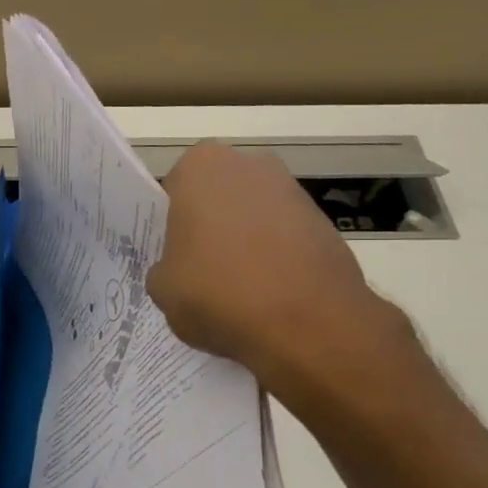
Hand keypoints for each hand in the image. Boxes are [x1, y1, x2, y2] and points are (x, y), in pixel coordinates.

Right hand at [148, 142, 409, 390]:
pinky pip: (285, 239)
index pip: (174, 191)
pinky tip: (270, 296)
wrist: (307, 323)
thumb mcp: (162, 290)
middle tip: (201, 272)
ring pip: (253, 217)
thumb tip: (179, 272)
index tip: (174, 257)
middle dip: (211, 228)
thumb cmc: (218, 293)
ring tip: (238, 292)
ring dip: (245, 244)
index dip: (172, 226)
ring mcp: (293, 191)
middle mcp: (249, 165)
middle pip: (217, 198)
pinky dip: (277, 260)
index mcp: (200, 167)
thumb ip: (163, 269)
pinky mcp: (325, 222)